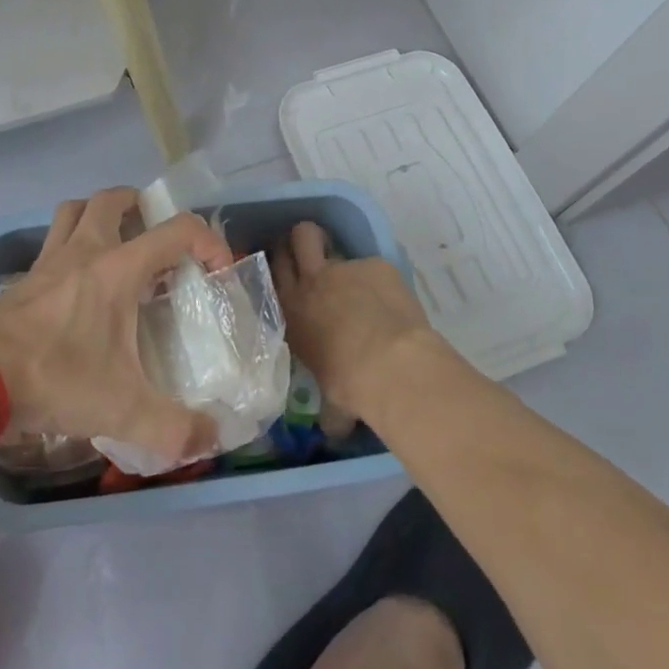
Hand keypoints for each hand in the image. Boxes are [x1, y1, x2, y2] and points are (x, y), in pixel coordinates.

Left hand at [0, 186, 232, 465]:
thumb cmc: (56, 378)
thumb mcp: (123, 409)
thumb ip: (175, 428)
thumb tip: (213, 438)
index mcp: (117, 268)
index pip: (176, 230)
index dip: (208, 241)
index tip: (217, 270)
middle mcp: (83, 251)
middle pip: (112, 200)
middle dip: (140, 205)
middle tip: (154, 232)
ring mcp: (47, 262)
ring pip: (73, 211)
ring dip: (97, 215)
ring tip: (114, 243)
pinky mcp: (23, 281)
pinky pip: (50, 244)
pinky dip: (68, 248)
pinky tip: (75, 285)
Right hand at [271, 221, 437, 421]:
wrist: (390, 365)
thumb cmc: (350, 386)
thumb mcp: (328, 398)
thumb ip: (327, 405)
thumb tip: (333, 430)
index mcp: (292, 311)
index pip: (275, 269)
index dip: (282, 261)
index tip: (289, 265)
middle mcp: (312, 282)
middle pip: (299, 237)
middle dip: (303, 240)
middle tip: (315, 254)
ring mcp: (345, 268)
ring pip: (334, 247)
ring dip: (346, 266)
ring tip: (362, 286)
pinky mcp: (377, 264)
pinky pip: (374, 267)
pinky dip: (381, 281)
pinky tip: (393, 303)